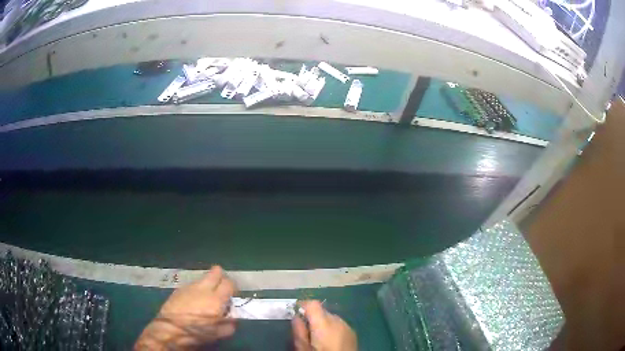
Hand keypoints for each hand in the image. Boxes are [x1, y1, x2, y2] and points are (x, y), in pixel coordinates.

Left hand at [134, 266, 236, 349]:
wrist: (171, 329)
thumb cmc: (197, 332)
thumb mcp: (219, 334)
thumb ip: (230, 324)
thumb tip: (232, 317)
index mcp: (216, 299)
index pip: (229, 283)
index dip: (233, 287)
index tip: (232, 295)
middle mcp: (204, 288)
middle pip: (216, 272)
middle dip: (220, 276)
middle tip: (221, 288)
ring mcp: (190, 287)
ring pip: (203, 278)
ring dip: (207, 284)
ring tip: (205, 297)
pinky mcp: (179, 289)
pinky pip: (192, 285)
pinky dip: (196, 290)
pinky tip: (193, 301)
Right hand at [292, 300, 357, 350]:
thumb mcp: (302, 347)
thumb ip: (298, 330)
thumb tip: (296, 317)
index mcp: (323, 323)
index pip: (313, 304)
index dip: (303, 306)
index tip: (296, 312)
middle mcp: (337, 320)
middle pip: (322, 312)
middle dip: (313, 318)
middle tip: (306, 331)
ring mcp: (347, 325)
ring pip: (331, 318)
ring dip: (323, 324)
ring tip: (318, 338)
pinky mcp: (352, 332)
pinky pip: (339, 325)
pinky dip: (332, 329)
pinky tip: (330, 341)